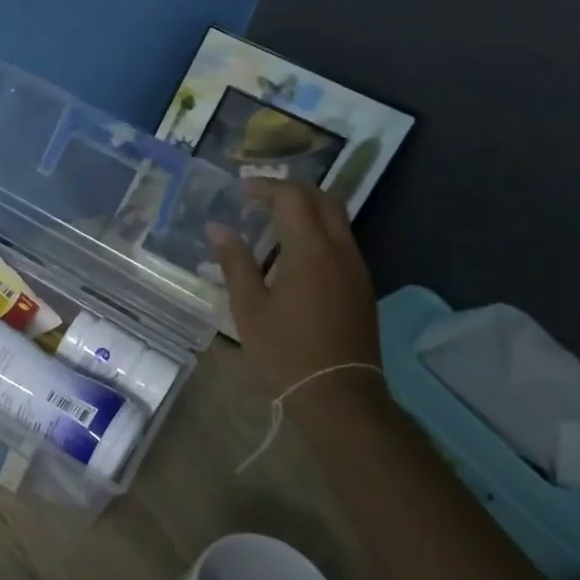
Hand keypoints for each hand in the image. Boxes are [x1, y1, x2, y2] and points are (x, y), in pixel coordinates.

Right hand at [208, 181, 384, 408]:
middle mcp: (340, 250)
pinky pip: (341, 241)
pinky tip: (293, 253)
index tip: (239, 191)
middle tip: (258, 198)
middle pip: (322, 198)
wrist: (338, 392)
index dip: (265, 186)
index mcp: (310, 251)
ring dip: (306, 210)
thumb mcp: (249, 308)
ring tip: (272, 222)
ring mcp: (356, 267)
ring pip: (337, 218)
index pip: (292, 198)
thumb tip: (218, 229)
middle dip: (290, 190)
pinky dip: (317, 231)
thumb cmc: (286, 351)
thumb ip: (235, 263)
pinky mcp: (361, 285)